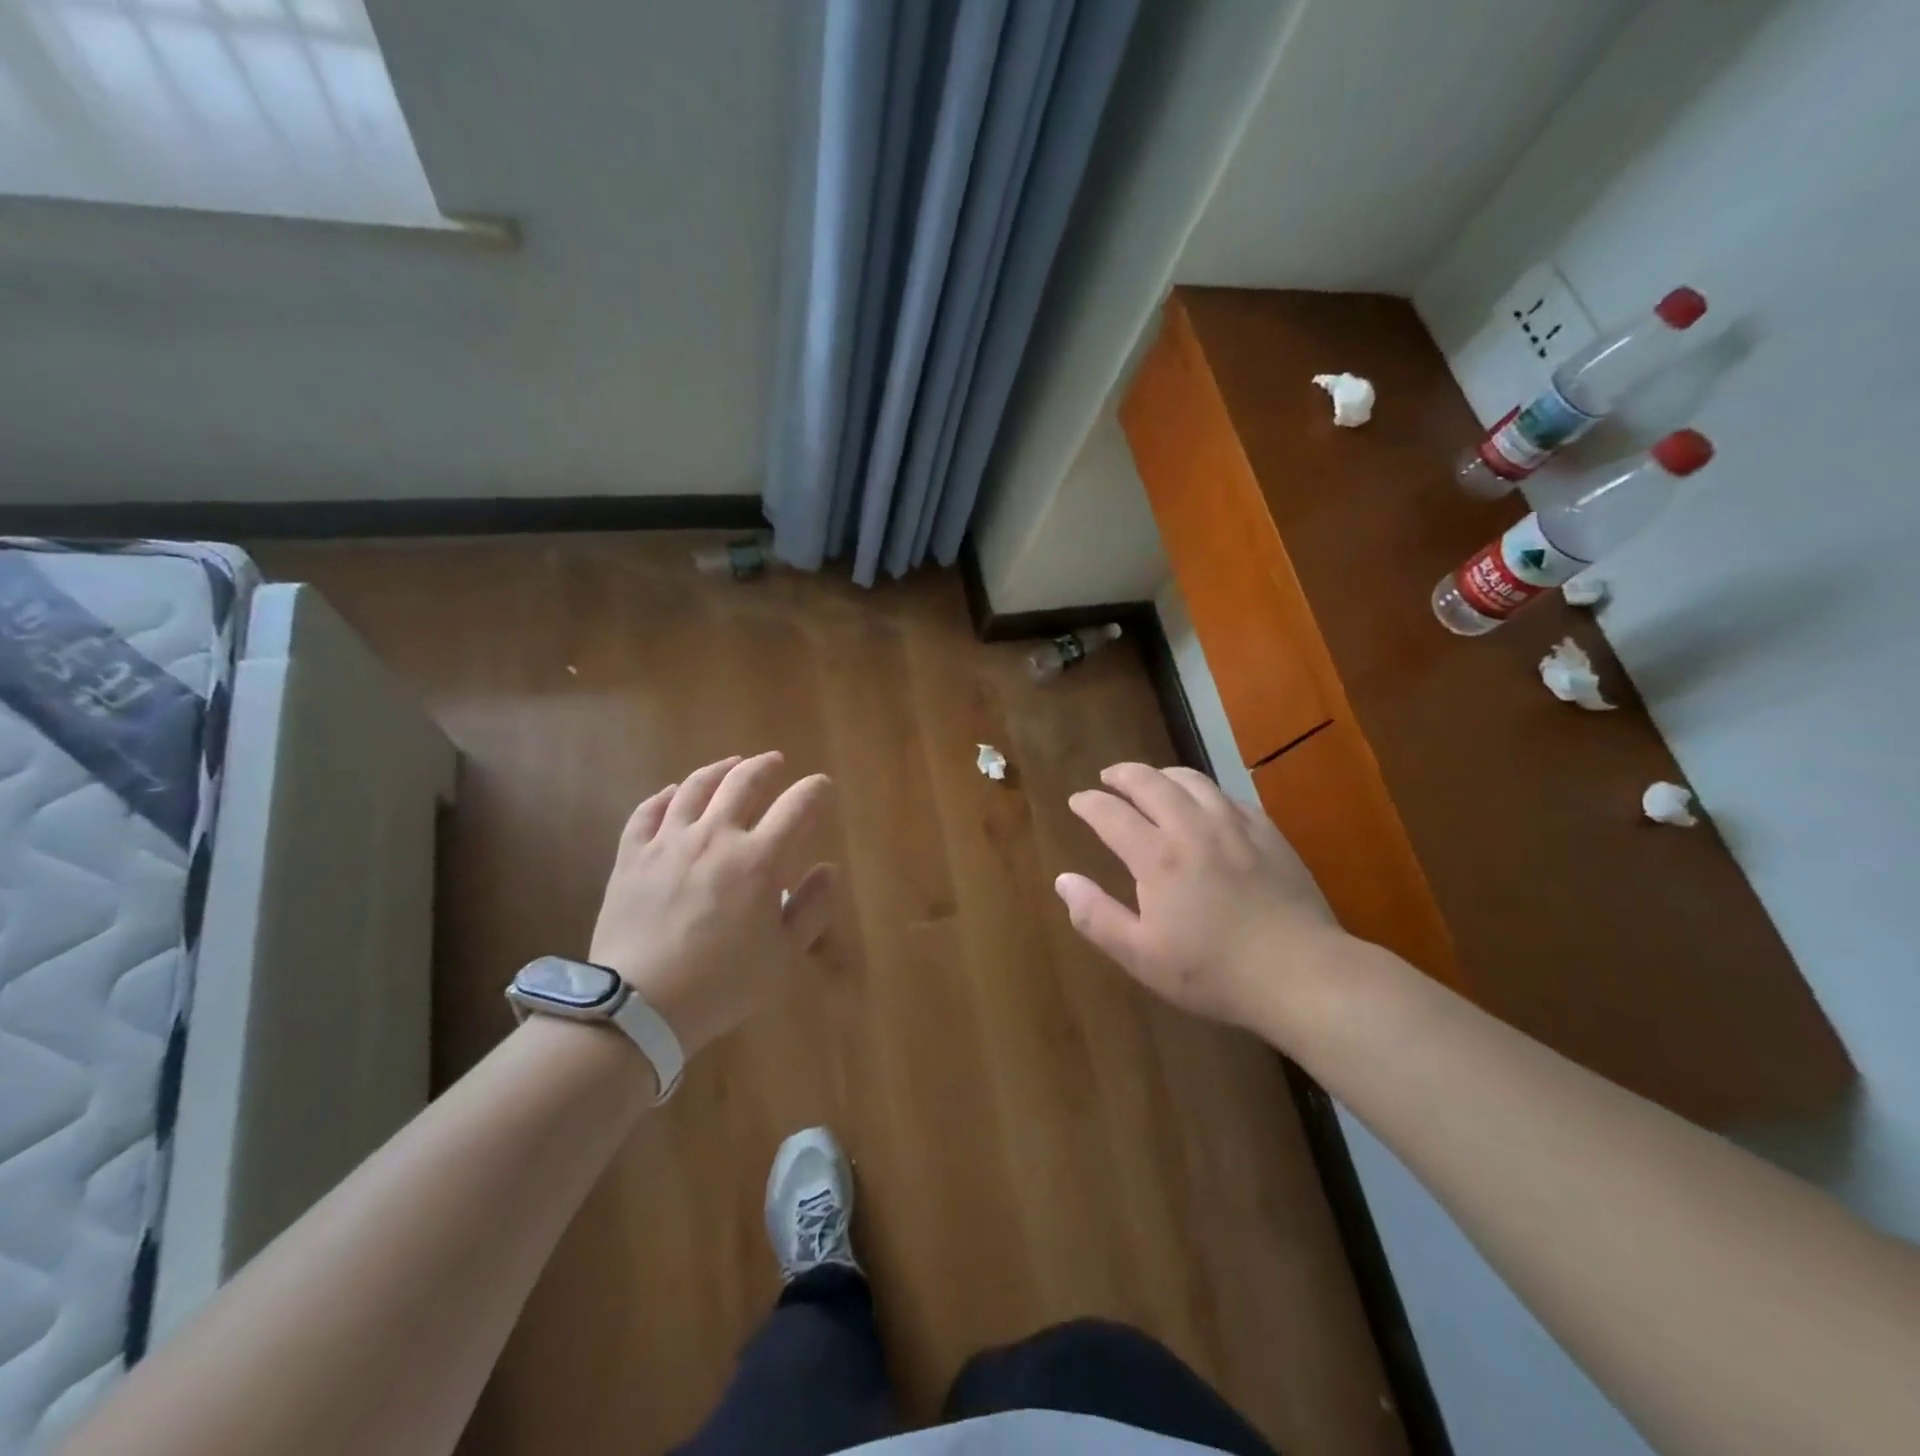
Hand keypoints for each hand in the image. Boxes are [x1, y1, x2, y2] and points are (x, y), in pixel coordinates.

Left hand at [588, 752, 835, 1056]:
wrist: (639, 1006)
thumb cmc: (722, 984)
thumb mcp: (784, 957)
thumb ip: (811, 909)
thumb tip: (827, 870)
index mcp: (759, 860)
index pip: (797, 806)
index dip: (816, 790)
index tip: (822, 787)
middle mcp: (715, 837)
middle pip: (744, 782)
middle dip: (766, 766)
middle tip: (775, 762)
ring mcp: (668, 843)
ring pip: (696, 788)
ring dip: (719, 770)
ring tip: (731, 764)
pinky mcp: (632, 857)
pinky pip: (647, 812)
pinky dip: (665, 796)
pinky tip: (673, 793)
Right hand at [1058, 763, 1342, 1032]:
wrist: (1300, 973)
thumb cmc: (1213, 971)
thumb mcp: (1141, 956)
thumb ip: (1097, 916)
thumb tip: (1063, 881)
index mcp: (1156, 856)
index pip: (1111, 813)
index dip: (1089, 803)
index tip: (1077, 800)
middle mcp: (1192, 827)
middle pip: (1150, 782)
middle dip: (1123, 774)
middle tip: (1109, 777)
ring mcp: (1235, 826)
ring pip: (1192, 780)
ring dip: (1163, 774)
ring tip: (1152, 780)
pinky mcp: (1268, 833)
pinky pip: (1228, 796)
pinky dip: (1205, 791)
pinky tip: (1205, 803)